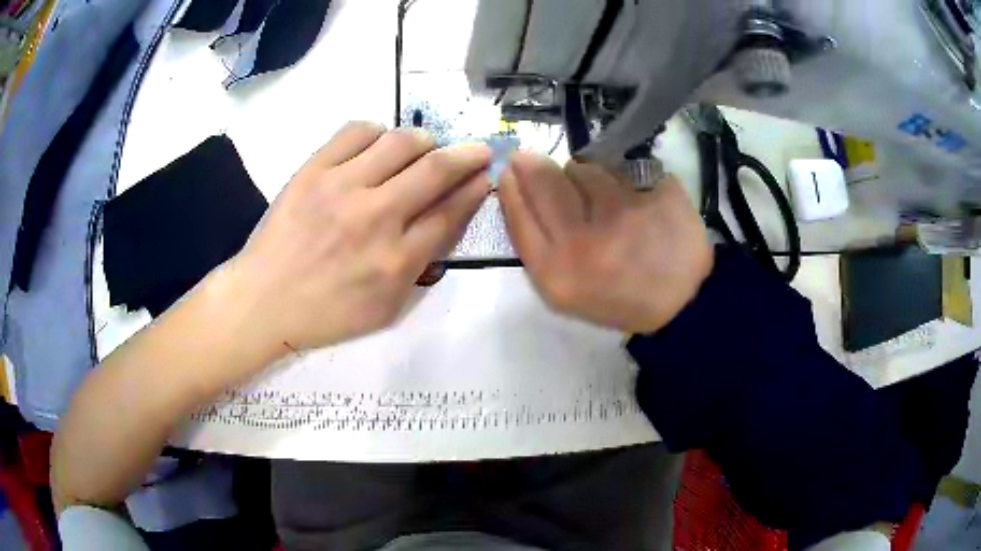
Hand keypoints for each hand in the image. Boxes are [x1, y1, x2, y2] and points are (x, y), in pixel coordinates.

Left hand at [226, 122, 490, 352]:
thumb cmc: (327, 312)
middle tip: (476, 150)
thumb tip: (447, 218)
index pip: (451, 211)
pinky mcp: (313, 170)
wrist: (264, 299)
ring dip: (424, 140)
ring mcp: (342, 188)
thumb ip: (421, 265)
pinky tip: (378, 146)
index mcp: (396, 260)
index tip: (486, 175)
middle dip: (468, 154)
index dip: (475, 188)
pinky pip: (357, 131)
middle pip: (436, 168)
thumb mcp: (386, 307)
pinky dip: (378, 132)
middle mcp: (375, 217)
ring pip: (401, 141)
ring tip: (424, 148)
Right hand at [499, 152, 711, 333]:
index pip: (519, 214)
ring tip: (601, 199)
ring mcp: (623, 214)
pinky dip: (618, 176)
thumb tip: (515, 189)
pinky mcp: (654, 195)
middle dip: (538, 167)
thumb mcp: (564, 292)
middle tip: (536, 161)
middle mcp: (584, 243)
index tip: (511, 169)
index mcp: (556, 274)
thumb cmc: (617, 298)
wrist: (682, 302)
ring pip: (584, 169)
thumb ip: (536, 246)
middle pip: (546, 181)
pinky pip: (621, 169)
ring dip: (584, 174)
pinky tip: (630, 199)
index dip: (512, 186)